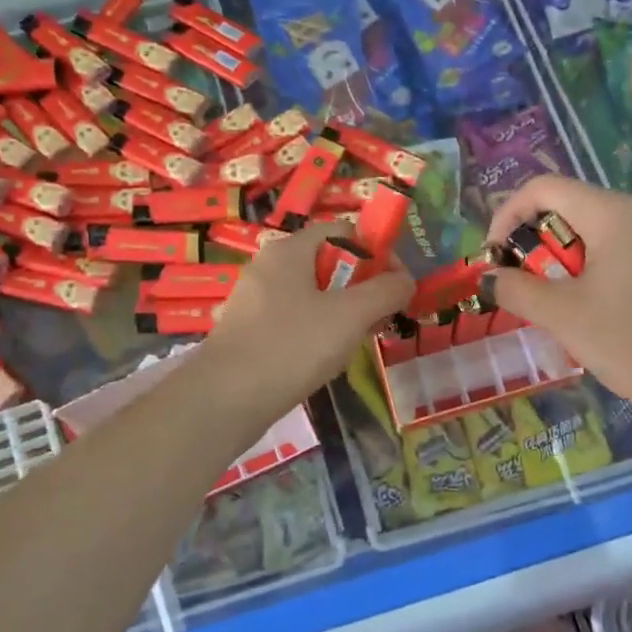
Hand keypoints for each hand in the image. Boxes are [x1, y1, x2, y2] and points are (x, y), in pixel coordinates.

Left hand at [198, 221, 412, 417]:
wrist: (225, 400)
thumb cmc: (292, 347)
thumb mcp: (350, 316)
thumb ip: (385, 292)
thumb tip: (405, 280)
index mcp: (289, 250)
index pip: (344, 231)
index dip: (377, 252)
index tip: (397, 286)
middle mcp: (268, 267)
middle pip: (329, 264)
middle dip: (362, 289)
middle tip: (380, 320)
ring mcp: (255, 301)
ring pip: (313, 297)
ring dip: (342, 315)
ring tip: (355, 345)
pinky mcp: (249, 332)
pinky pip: (294, 322)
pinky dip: (316, 334)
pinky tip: (323, 362)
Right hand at [485, 176, 631, 424]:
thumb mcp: (564, 316)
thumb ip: (517, 289)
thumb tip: (485, 277)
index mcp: (614, 213)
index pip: (545, 188)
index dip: (507, 215)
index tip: (493, 258)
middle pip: (570, 208)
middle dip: (533, 242)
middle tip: (518, 286)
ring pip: (594, 233)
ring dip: (560, 261)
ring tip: (550, 304)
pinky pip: (620, 252)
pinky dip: (591, 270)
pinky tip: (590, 310)